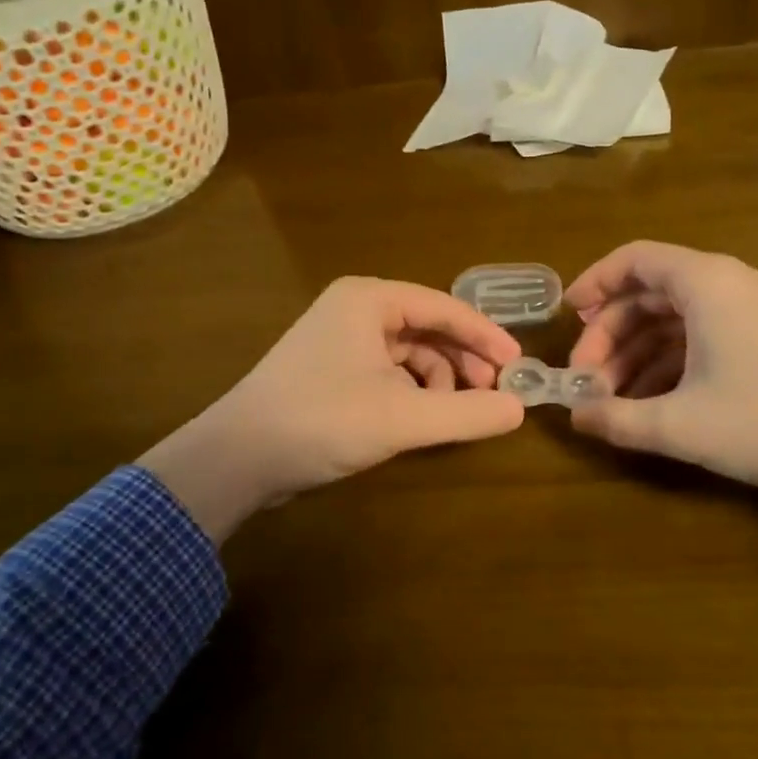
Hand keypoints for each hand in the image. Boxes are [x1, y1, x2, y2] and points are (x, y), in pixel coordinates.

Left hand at [140, 277, 524, 541]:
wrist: (237, 458)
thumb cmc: (322, 420)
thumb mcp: (404, 418)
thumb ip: (467, 413)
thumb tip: (520, 409)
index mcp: (370, 300)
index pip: (445, 307)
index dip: (486, 336)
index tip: (519, 365)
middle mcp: (356, 309)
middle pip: (429, 328)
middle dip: (463, 361)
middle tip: (494, 394)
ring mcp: (341, 339)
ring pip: (410, 353)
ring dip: (439, 381)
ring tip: (453, 415)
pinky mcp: (332, 370)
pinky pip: (389, 372)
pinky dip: (412, 393)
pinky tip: (421, 420)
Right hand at [565, 241, 757, 558]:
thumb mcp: (682, 425)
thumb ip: (619, 419)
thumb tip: (575, 416)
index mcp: (703, 283)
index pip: (633, 259)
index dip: (594, 284)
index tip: (567, 319)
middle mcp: (723, 284)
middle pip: (648, 293)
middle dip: (610, 335)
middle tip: (586, 380)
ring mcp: (745, 311)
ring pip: (671, 319)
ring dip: (636, 355)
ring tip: (611, 400)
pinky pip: (697, 337)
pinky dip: (667, 364)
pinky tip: (650, 404)